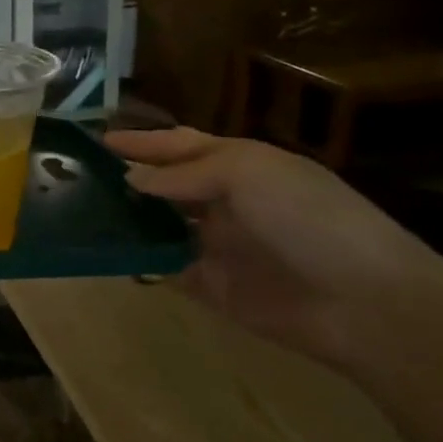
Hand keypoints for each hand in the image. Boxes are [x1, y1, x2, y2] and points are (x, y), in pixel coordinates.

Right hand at [105, 127, 442, 364]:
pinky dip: (137, 260)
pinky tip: (103, 252)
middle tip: (77, 174)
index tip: (98, 139)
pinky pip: (163, 268)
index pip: (180, 145)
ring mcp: (215, 244)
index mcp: (240, 166)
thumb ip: (183, 174)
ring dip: (126, 217)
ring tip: (79, 210)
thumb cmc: (309, 219)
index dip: (142, 141)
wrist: (365, 303)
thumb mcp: (247, 174)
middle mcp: (224, 201)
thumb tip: (132, 179)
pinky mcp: (209, 285)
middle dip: (127, 176)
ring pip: (158, 224)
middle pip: (165, 184)